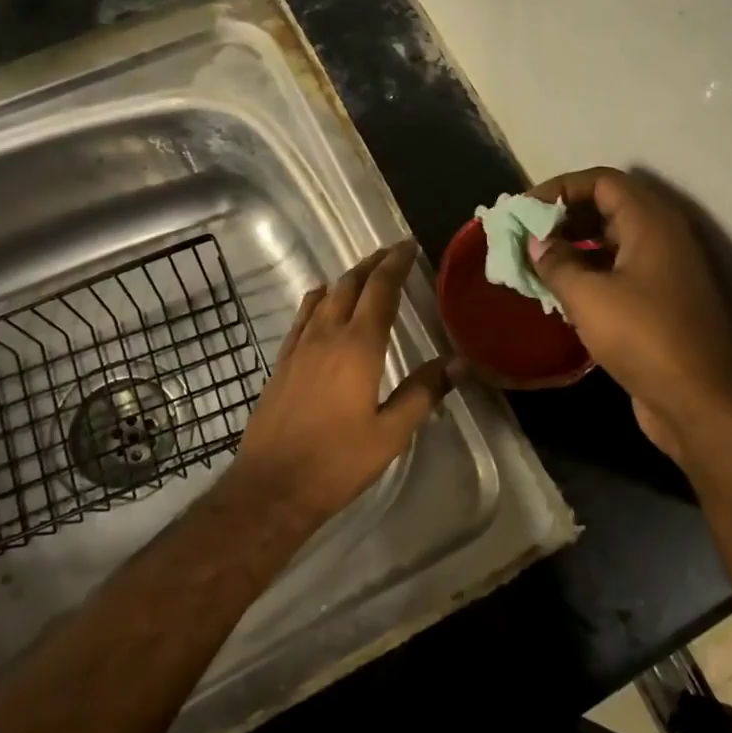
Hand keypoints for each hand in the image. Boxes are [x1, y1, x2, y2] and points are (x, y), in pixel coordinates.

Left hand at [228, 241, 454, 521]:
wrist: (271, 486)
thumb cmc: (337, 462)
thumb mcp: (391, 433)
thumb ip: (424, 391)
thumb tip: (459, 362)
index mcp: (359, 346)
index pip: (380, 289)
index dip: (396, 264)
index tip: (409, 246)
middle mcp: (327, 334)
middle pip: (350, 284)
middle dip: (373, 264)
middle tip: (392, 254)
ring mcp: (300, 345)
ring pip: (324, 295)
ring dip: (347, 278)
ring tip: (365, 274)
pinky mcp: (282, 361)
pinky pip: (303, 315)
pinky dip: (319, 298)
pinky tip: (323, 302)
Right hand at [526, 167, 731, 460]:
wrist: (701, 402)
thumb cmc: (643, 338)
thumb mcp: (587, 296)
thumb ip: (556, 262)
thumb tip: (536, 243)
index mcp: (650, 222)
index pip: (601, 181)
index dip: (560, 188)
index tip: (525, 210)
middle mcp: (662, 236)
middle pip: (608, 206)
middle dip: (564, 217)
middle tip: (526, 235)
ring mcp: (666, 270)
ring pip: (612, 241)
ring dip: (574, 246)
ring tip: (536, 263)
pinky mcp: (662, 301)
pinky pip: (619, 271)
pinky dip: (589, 272)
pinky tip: (560, 292)